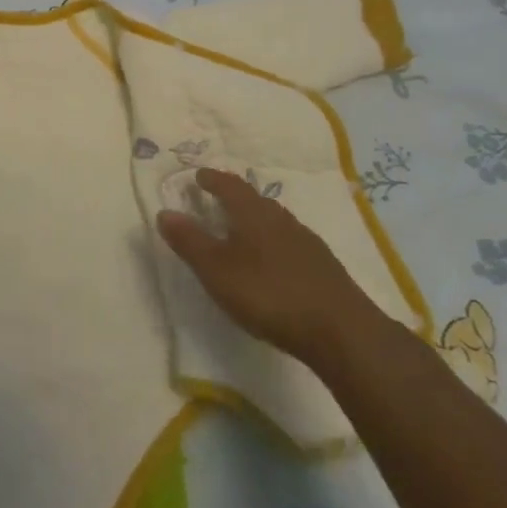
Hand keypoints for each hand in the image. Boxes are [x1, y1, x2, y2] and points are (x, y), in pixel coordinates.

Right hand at [156, 169, 370, 363]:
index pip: (230, 185)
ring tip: (241, 232)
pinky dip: (274, 244)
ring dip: (256, 221)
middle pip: (254, 200)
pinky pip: (290, 243)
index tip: (199, 176)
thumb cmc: (268, 294)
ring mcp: (307, 242)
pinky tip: (272, 264)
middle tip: (217, 202)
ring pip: (275, 222)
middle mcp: (281, 219)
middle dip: (234, 198)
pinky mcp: (324, 267)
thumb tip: (164, 211)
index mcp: (253, 213)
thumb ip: (189, 241)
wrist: (342, 331)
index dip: (213, 179)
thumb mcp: (216, 269)